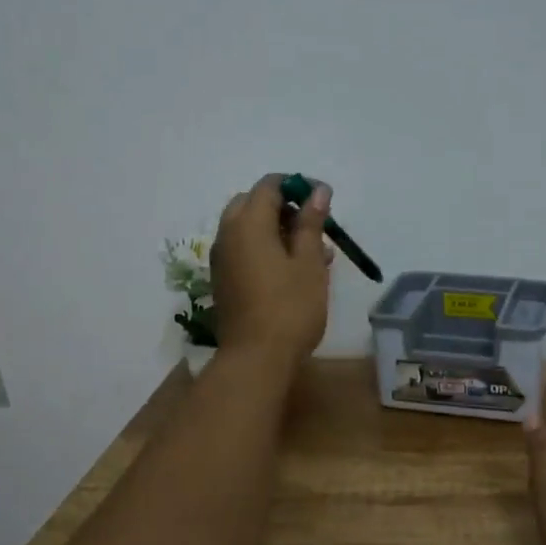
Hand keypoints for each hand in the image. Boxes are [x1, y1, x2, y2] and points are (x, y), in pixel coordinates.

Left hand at [209, 173, 331, 369]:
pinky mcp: (224, 281)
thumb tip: (317, 190)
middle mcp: (227, 234)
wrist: (256, 359)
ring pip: (248, 229)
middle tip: (314, 227)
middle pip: (253, 204)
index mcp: (248, 223)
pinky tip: (293, 272)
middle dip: (285, 208)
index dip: (298, 186)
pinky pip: (244, 251)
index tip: (324, 201)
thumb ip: (311, 223)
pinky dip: (266, 249)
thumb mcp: (309, 263)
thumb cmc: (290, 308)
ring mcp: (222, 259)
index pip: (270, 186)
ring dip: (277, 231)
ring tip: (314, 254)